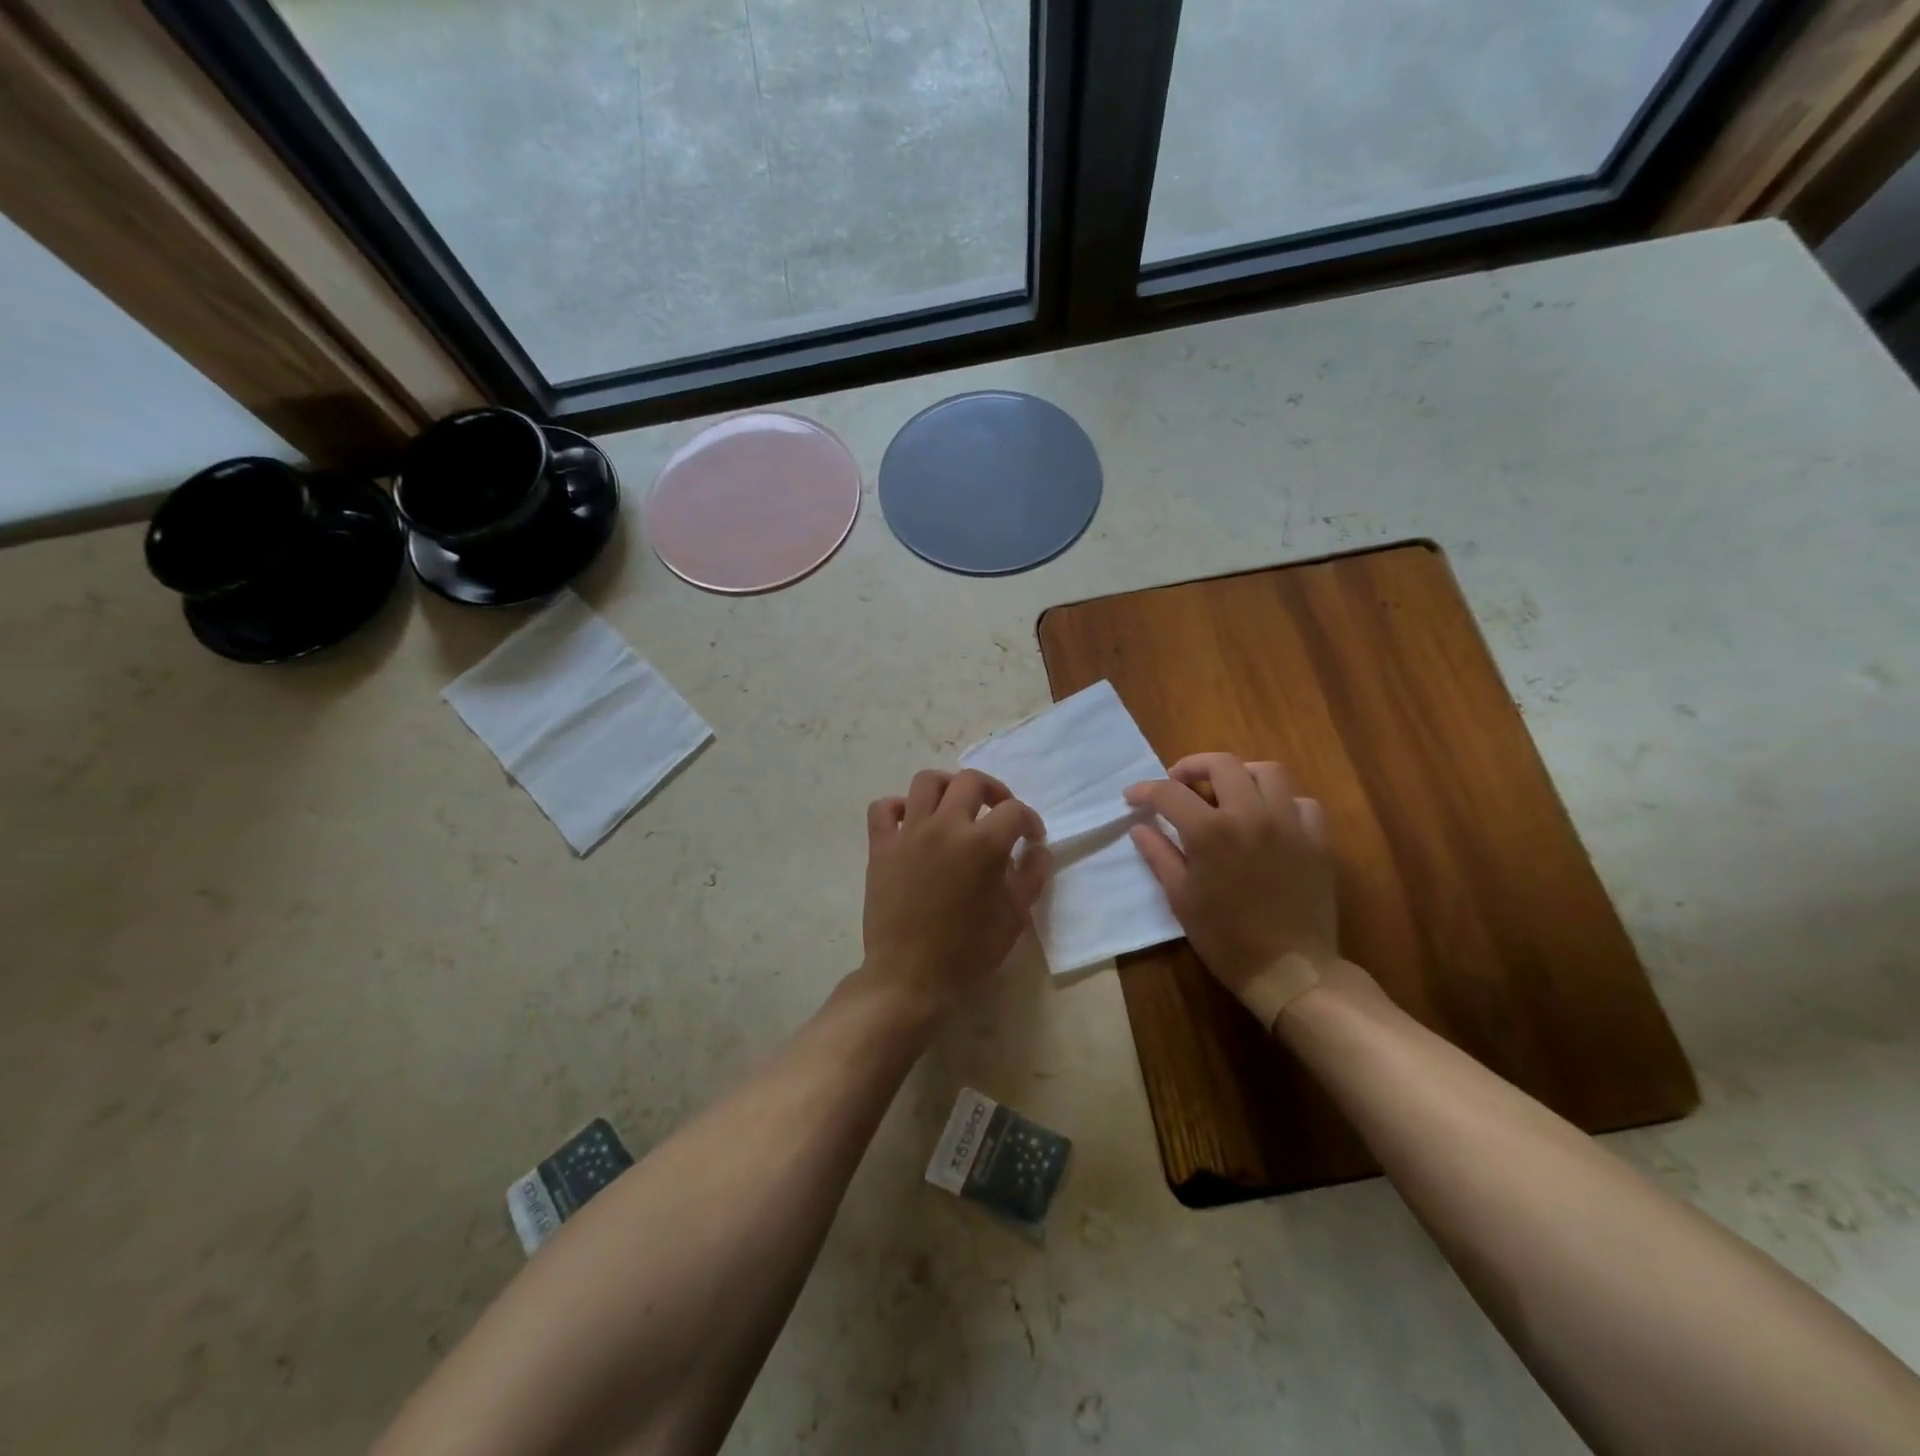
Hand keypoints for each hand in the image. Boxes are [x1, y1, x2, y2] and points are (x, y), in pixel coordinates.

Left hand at [862, 769, 1051, 1013]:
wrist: (910, 978)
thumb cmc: (968, 952)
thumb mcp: (1014, 917)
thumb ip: (1031, 876)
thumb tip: (1037, 849)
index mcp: (982, 844)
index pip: (1014, 811)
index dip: (1030, 821)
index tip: (1031, 838)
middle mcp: (944, 827)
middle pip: (970, 781)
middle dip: (993, 790)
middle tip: (999, 811)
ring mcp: (908, 833)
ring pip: (926, 781)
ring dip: (947, 787)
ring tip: (956, 806)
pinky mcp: (880, 847)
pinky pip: (883, 808)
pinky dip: (898, 806)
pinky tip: (911, 821)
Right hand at [1125, 753, 1343, 1030]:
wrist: (1289, 970)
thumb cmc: (1225, 938)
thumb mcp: (1181, 898)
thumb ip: (1159, 855)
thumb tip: (1140, 827)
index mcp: (1210, 831)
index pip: (1169, 792)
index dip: (1145, 789)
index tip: (1133, 796)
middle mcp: (1251, 814)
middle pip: (1221, 764)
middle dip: (1193, 766)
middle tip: (1179, 784)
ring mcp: (1289, 823)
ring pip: (1268, 772)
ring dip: (1241, 774)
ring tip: (1227, 791)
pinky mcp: (1317, 839)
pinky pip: (1302, 802)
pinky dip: (1282, 802)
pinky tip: (1269, 819)